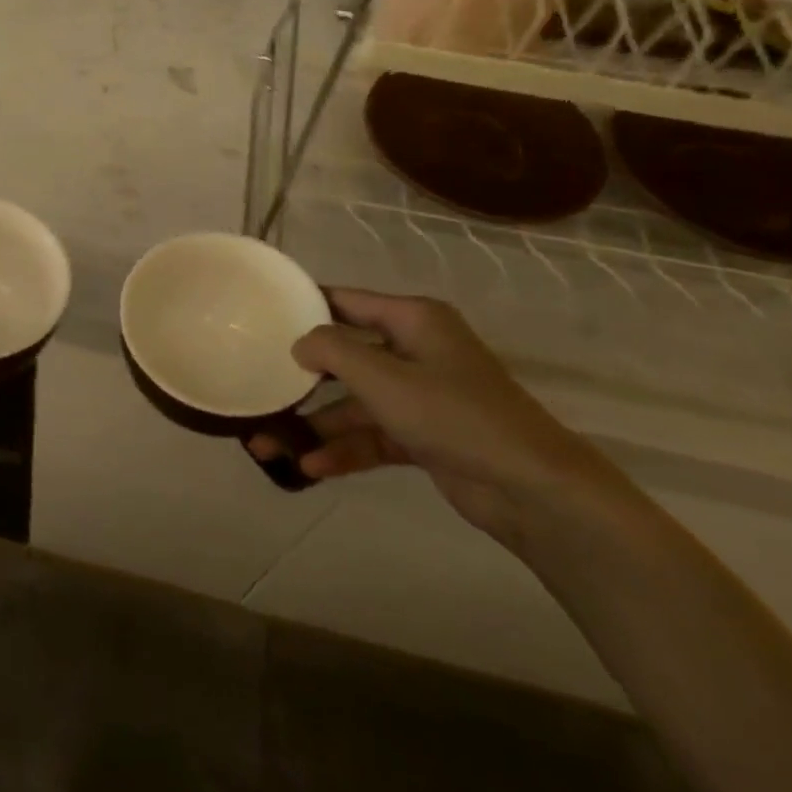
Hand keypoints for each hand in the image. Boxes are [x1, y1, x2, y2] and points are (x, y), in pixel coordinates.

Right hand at [247, 289, 620, 552]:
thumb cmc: (453, 414)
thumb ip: (332, 351)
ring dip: (315, 425)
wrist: (532, 489)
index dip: (306, 306)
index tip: (262, 316)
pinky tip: (309, 467)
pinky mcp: (423, 437)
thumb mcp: (383, 377)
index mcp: (413, 320)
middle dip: (301, 379)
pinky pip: (372, 436)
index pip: (346, 301)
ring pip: (354, 404)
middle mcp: (415, 351)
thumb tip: (300, 343)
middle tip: (259, 387)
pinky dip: (343, 450)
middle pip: (345, 358)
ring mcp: (420, 397)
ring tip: (267, 446)